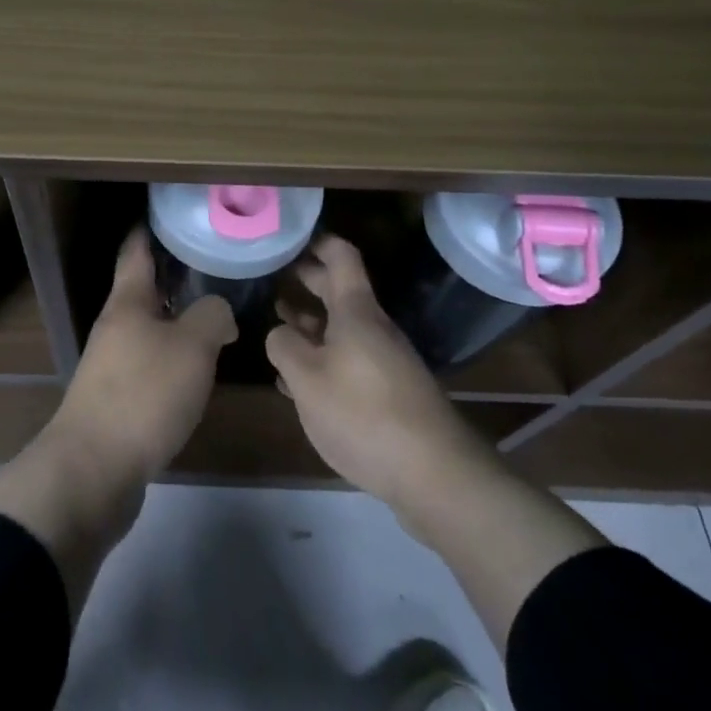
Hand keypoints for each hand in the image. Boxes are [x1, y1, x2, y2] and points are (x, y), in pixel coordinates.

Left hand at [49, 228, 237, 485]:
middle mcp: (115, 326)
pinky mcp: (117, 398)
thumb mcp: (192, 348)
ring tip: (216, 315)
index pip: (137, 250)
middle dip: (176, 275)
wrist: (93, 470)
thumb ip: (212, 317)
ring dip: (177, 318)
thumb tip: (218, 313)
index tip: (177, 214)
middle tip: (216, 265)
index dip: (153, 228)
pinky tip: (197, 368)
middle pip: (144, 288)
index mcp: (128, 302)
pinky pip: (149, 362)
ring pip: (149, 327)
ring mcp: (112, 363)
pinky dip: (173, 355)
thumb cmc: (143, 395)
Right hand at [266, 235, 487, 531]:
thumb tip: (281, 333)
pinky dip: (323, 358)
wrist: (434, 473)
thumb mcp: (307, 378)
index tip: (292, 237)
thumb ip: (284, 346)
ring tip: (278, 325)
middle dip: (308, 281)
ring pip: (342, 329)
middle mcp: (373, 328)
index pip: (341, 257)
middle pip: (340, 292)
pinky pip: (350, 360)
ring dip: (311, 324)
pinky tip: (298, 379)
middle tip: (276, 276)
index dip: (318, 242)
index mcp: (356, 312)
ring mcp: (384, 361)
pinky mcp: (389, 392)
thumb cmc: (363, 413)